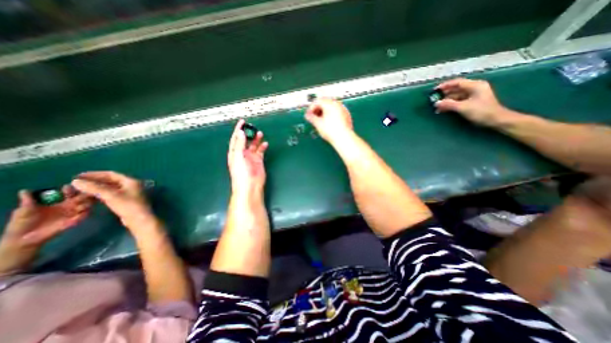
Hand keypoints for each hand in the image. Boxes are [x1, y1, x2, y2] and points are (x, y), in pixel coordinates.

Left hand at [1, 186, 91, 274]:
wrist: (23, 239)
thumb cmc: (22, 223)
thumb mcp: (23, 211)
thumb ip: (28, 202)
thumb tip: (24, 190)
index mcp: (60, 201)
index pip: (70, 192)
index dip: (71, 189)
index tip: (68, 187)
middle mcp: (70, 205)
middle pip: (84, 197)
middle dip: (86, 194)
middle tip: (85, 193)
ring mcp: (74, 213)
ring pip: (88, 205)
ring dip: (87, 203)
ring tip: (79, 205)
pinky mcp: (76, 220)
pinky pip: (85, 216)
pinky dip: (84, 214)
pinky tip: (79, 215)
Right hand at [71, 173, 155, 231]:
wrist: (138, 218)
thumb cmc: (127, 205)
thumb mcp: (110, 195)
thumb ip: (94, 188)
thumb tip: (76, 181)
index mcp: (131, 181)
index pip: (111, 174)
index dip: (94, 174)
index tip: (77, 176)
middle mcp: (132, 185)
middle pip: (110, 181)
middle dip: (94, 182)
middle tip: (76, 184)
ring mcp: (129, 193)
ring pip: (110, 189)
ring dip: (95, 189)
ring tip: (78, 192)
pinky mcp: (126, 201)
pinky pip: (111, 195)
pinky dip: (100, 195)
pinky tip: (88, 198)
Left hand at [228, 119, 268, 197]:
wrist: (250, 186)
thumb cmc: (241, 173)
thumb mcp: (238, 157)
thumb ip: (240, 144)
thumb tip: (240, 132)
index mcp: (235, 152)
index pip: (236, 138)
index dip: (238, 129)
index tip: (242, 122)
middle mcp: (242, 154)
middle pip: (245, 141)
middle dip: (248, 134)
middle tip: (254, 127)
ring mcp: (251, 157)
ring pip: (253, 145)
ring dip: (256, 139)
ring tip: (260, 134)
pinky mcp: (258, 161)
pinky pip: (260, 151)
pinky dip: (262, 147)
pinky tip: (265, 144)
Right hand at [304, 97, 352, 144]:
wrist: (343, 138)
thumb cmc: (332, 131)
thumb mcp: (318, 124)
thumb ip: (311, 117)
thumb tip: (308, 115)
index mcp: (330, 104)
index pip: (317, 101)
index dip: (311, 108)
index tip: (309, 114)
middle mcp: (337, 104)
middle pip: (325, 102)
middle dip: (318, 109)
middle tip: (314, 117)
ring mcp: (343, 110)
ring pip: (331, 107)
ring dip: (324, 112)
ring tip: (320, 121)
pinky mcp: (346, 116)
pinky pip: (337, 112)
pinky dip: (331, 115)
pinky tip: (328, 123)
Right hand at [434, 78, 513, 126]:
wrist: (496, 120)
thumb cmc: (481, 111)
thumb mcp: (463, 107)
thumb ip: (448, 104)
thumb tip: (436, 103)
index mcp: (475, 85)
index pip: (457, 82)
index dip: (445, 85)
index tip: (435, 90)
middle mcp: (474, 88)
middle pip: (456, 89)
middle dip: (444, 94)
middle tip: (434, 99)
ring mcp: (474, 95)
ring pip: (456, 95)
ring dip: (446, 100)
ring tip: (437, 106)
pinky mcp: (472, 102)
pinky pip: (458, 100)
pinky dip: (451, 104)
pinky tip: (443, 109)